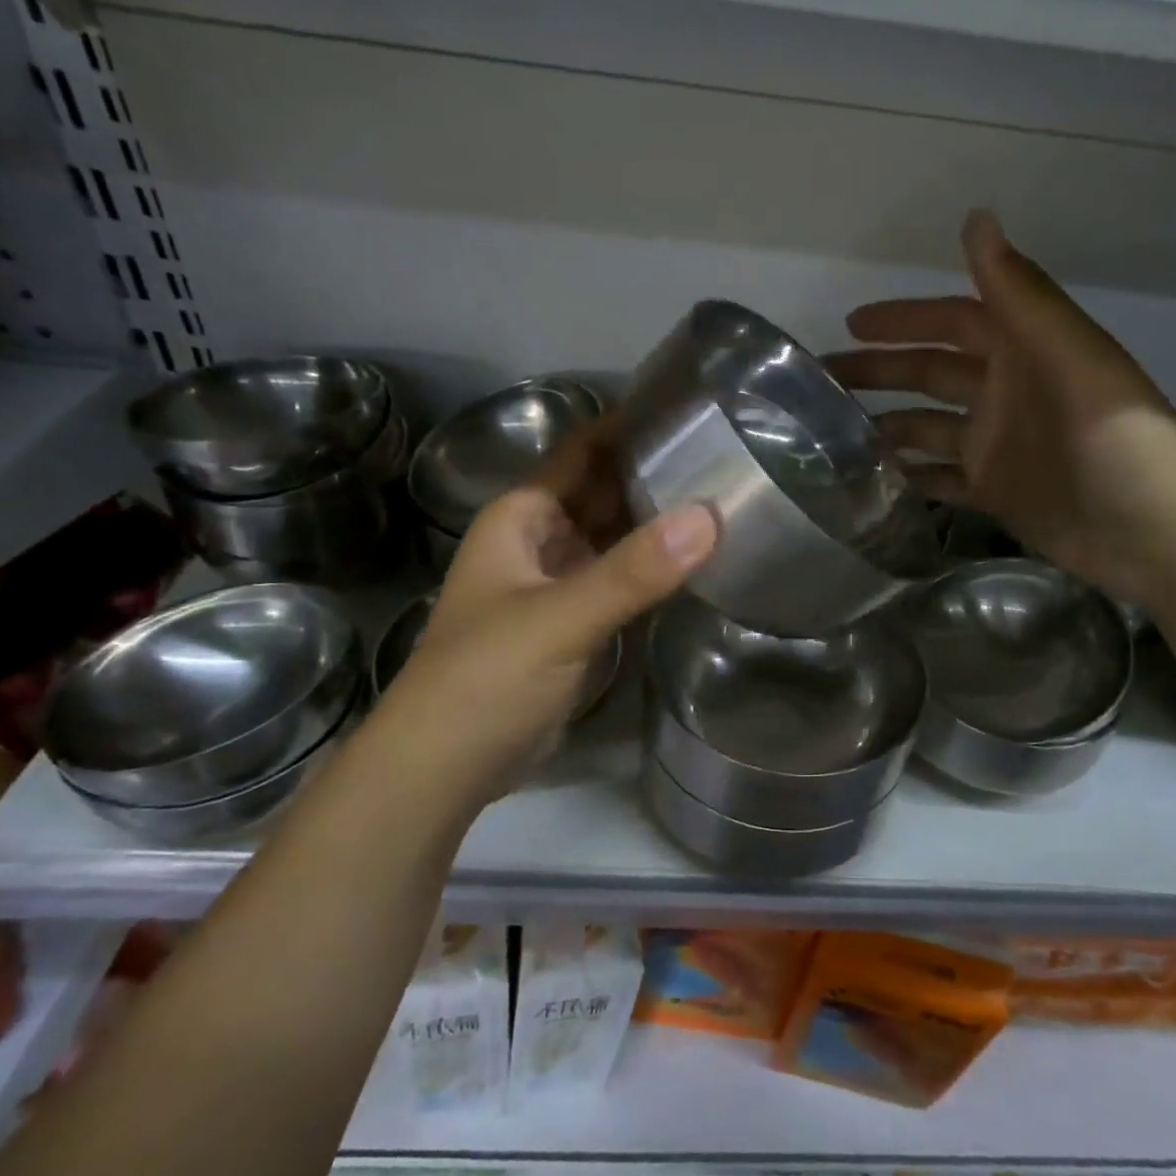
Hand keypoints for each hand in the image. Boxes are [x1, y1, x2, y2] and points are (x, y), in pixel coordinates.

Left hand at [375, 424, 715, 798]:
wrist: (445, 767)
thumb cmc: (485, 677)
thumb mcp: (558, 618)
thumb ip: (633, 571)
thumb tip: (710, 516)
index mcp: (524, 516)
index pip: (584, 451)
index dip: (631, 426)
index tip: (695, 408)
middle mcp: (542, 539)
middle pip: (606, 492)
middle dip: (657, 474)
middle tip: (730, 455)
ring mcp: (560, 583)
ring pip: (617, 538)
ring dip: (660, 522)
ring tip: (729, 498)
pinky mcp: (577, 624)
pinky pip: (622, 581)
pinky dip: (655, 569)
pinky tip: (701, 561)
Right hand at [825, 210, 1175, 601]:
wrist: (1149, 529)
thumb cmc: (1112, 436)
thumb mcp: (1066, 354)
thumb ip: (1018, 292)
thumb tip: (976, 218)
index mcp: (1023, 352)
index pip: (952, 321)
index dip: (905, 319)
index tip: (851, 324)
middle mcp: (1005, 393)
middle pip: (931, 374)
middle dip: (879, 372)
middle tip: (822, 382)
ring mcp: (998, 446)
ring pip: (929, 427)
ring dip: (887, 425)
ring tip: (835, 435)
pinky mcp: (995, 492)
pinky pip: (942, 479)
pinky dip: (911, 477)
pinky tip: (873, 479)